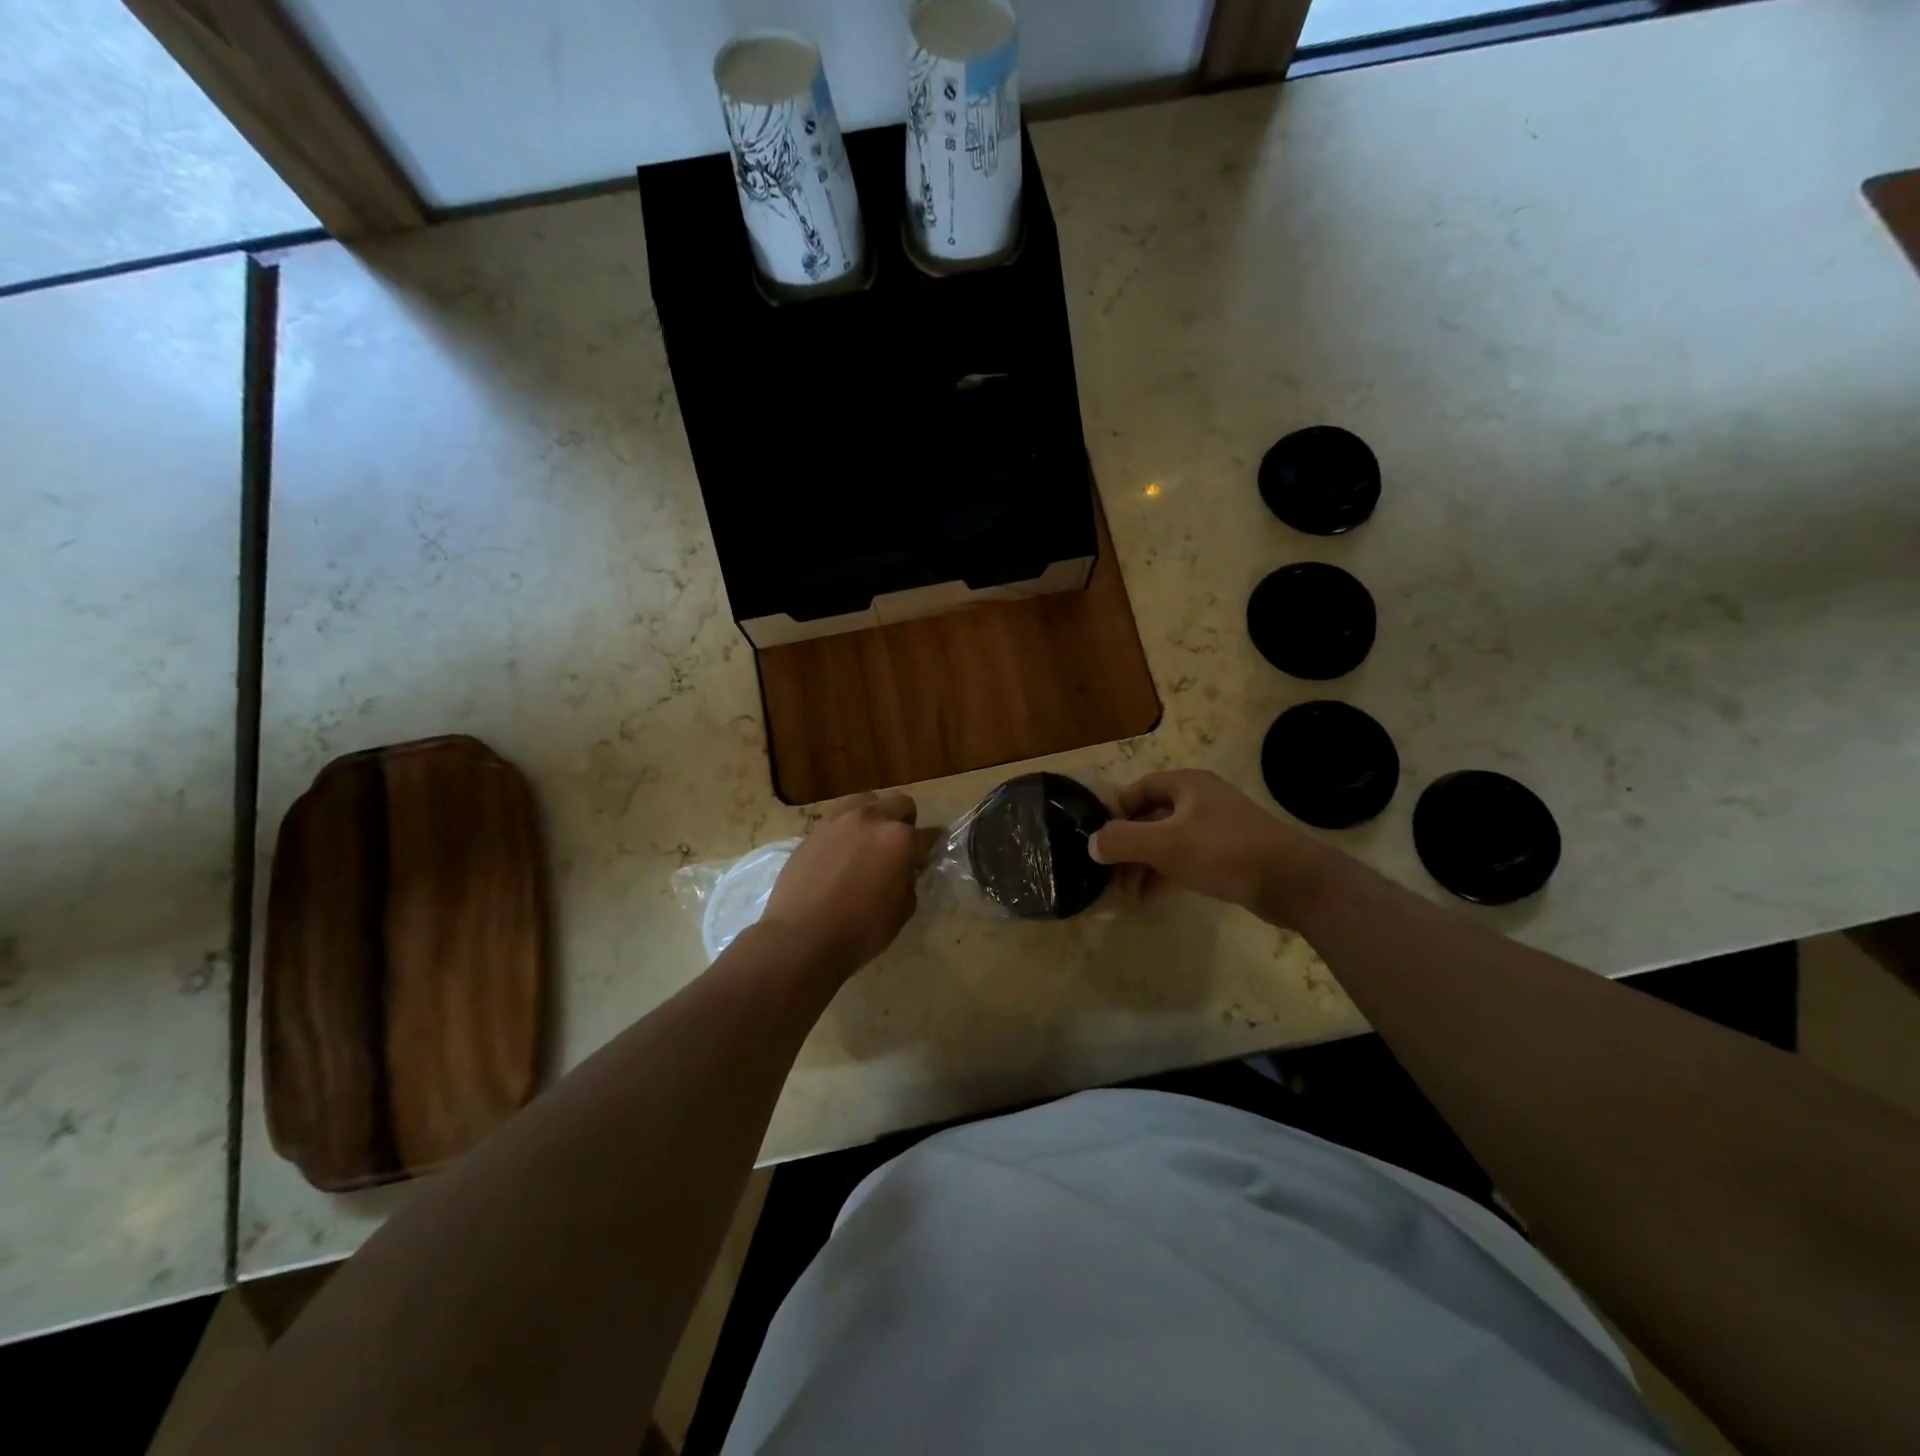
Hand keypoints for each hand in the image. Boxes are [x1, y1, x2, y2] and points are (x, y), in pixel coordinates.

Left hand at [760, 794, 936, 974]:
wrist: (801, 938)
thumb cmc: (860, 931)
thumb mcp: (902, 911)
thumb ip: (909, 881)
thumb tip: (906, 870)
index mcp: (901, 839)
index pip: (930, 834)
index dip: (933, 846)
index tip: (930, 855)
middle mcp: (872, 820)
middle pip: (900, 804)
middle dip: (906, 823)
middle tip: (899, 848)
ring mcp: (840, 821)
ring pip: (867, 802)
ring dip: (875, 817)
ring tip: (868, 843)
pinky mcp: (814, 830)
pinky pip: (839, 819)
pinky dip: (848, 830)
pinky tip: (842, 855)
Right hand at [1089, 770, 1322, 919]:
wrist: (1291, 881)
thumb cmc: (1222, 851)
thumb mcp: (1164, 844)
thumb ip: (1122, 840)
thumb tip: (1091, 844)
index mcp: (1186, 785)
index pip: (1138, 789)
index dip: (1115, 812)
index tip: (1098, 840)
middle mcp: (1200, 799)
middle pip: (1151, 818)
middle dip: (1128, 847)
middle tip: (1109, 875)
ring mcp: (1216, 827)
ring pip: (1168, 842)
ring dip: (1145, 866)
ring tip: (1127, 895)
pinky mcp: (1228, 854)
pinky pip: (1186, 858)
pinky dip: (1166, 874)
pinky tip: (1152, 899)